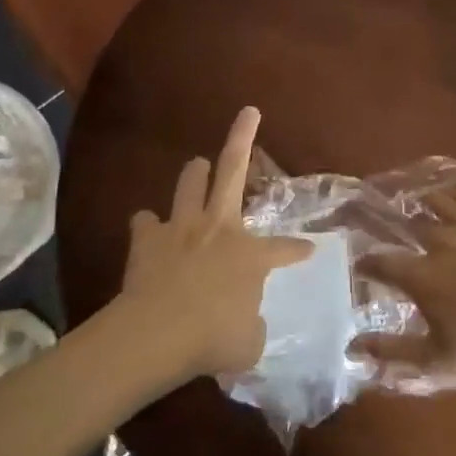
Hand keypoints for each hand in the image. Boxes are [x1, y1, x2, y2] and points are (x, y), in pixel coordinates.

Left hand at [117, 106, 313, 379]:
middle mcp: (219, 228)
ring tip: (198, 166)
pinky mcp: (146, 239)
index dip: (298, 249)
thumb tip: (249, 323)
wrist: (156, 334)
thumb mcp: (248, 343)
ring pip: (190, 183)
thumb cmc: (212, 339)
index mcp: (250, 254)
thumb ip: (252, 327)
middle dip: (242, 136)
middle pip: (232, 170)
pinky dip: (149, 225)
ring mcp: (181, 228)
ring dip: (195, 173)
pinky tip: (150, 229)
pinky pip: (146, 221)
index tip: (309, 249)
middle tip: (248, 112)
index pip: (284, 248)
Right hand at [354, 169, 455, 384]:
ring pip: (436, 200)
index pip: (379, 262)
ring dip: (419, 199)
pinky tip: (450, 177)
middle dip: (388, 223)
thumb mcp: (437, 362)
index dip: (367, 263)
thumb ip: (391, 352)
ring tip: (411, 198)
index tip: (363, 266)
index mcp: (420, 275)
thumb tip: (351, 347)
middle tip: (380, 221)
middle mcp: (438, 241)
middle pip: (405, 224)